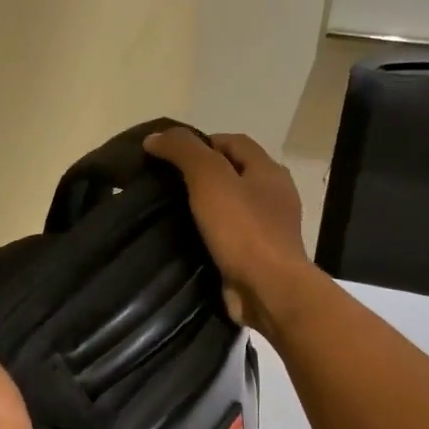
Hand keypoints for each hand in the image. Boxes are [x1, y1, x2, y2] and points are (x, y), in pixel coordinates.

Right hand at [145, 127, 315, 335]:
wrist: (268, 290)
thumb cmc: (242, 229)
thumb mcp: (209, 179)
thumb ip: (183, 152)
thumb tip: (154, 138)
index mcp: (268, 171)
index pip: (234, 142)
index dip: (202, 142)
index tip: (170, 154)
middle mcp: (273, 196)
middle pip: (234, 173)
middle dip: (202, 174)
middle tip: (165, 183)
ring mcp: (269, 229)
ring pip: (231, 206)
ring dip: (205, 206)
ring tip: (170, 212)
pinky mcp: (258, 257)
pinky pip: (230, 236)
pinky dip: (210, 234)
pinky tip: (186, 240)